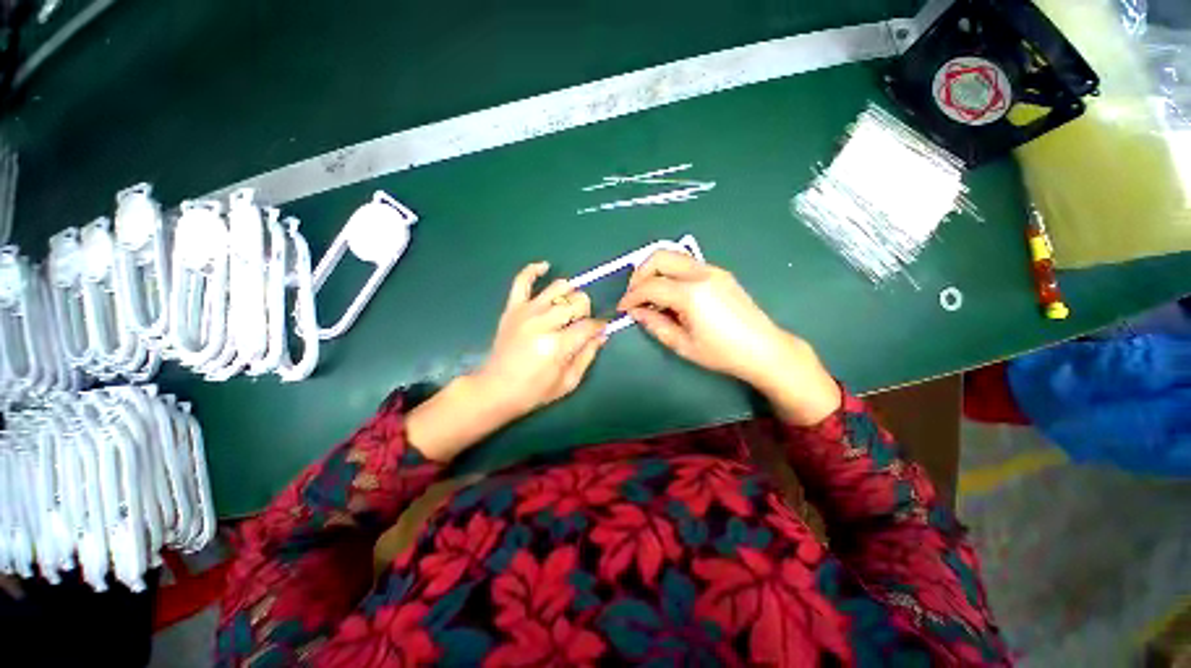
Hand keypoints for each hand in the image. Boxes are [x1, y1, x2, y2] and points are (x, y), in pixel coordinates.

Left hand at [476, 261, 606, 417]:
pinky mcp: (512, 308)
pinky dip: (533, 270)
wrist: (496, 389)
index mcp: (557, 345)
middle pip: (577, 302)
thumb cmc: (535, 391)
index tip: (600, 329)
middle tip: (579, 325)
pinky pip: (522, 280)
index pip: (589, 325)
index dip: (599, 326)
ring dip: (570, 295)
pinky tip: (545, 267)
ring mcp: (525, 312)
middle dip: (585, 312)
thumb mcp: (568, 381)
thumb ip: (588, 355)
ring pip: (558, 287)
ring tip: (567, 308)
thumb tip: (602, 334)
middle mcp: (542, 323)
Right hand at [618, 251, 839, 424]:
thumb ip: (655, 324)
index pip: (650, 285)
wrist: (764, 349)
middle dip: (640, 274)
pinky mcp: (720, 273)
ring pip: (673, 256)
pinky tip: (670, 293)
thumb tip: (636, 311)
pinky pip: (686, 264)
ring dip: (655, 270)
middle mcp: (701, 273)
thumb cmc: (722, 353)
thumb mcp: (682, 344)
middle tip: (634, 295)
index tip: (622, 308)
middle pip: (660, 256)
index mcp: (691, 293)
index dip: (631, 296)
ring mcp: (713, 269)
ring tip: (649, 294)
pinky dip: (670, 273)